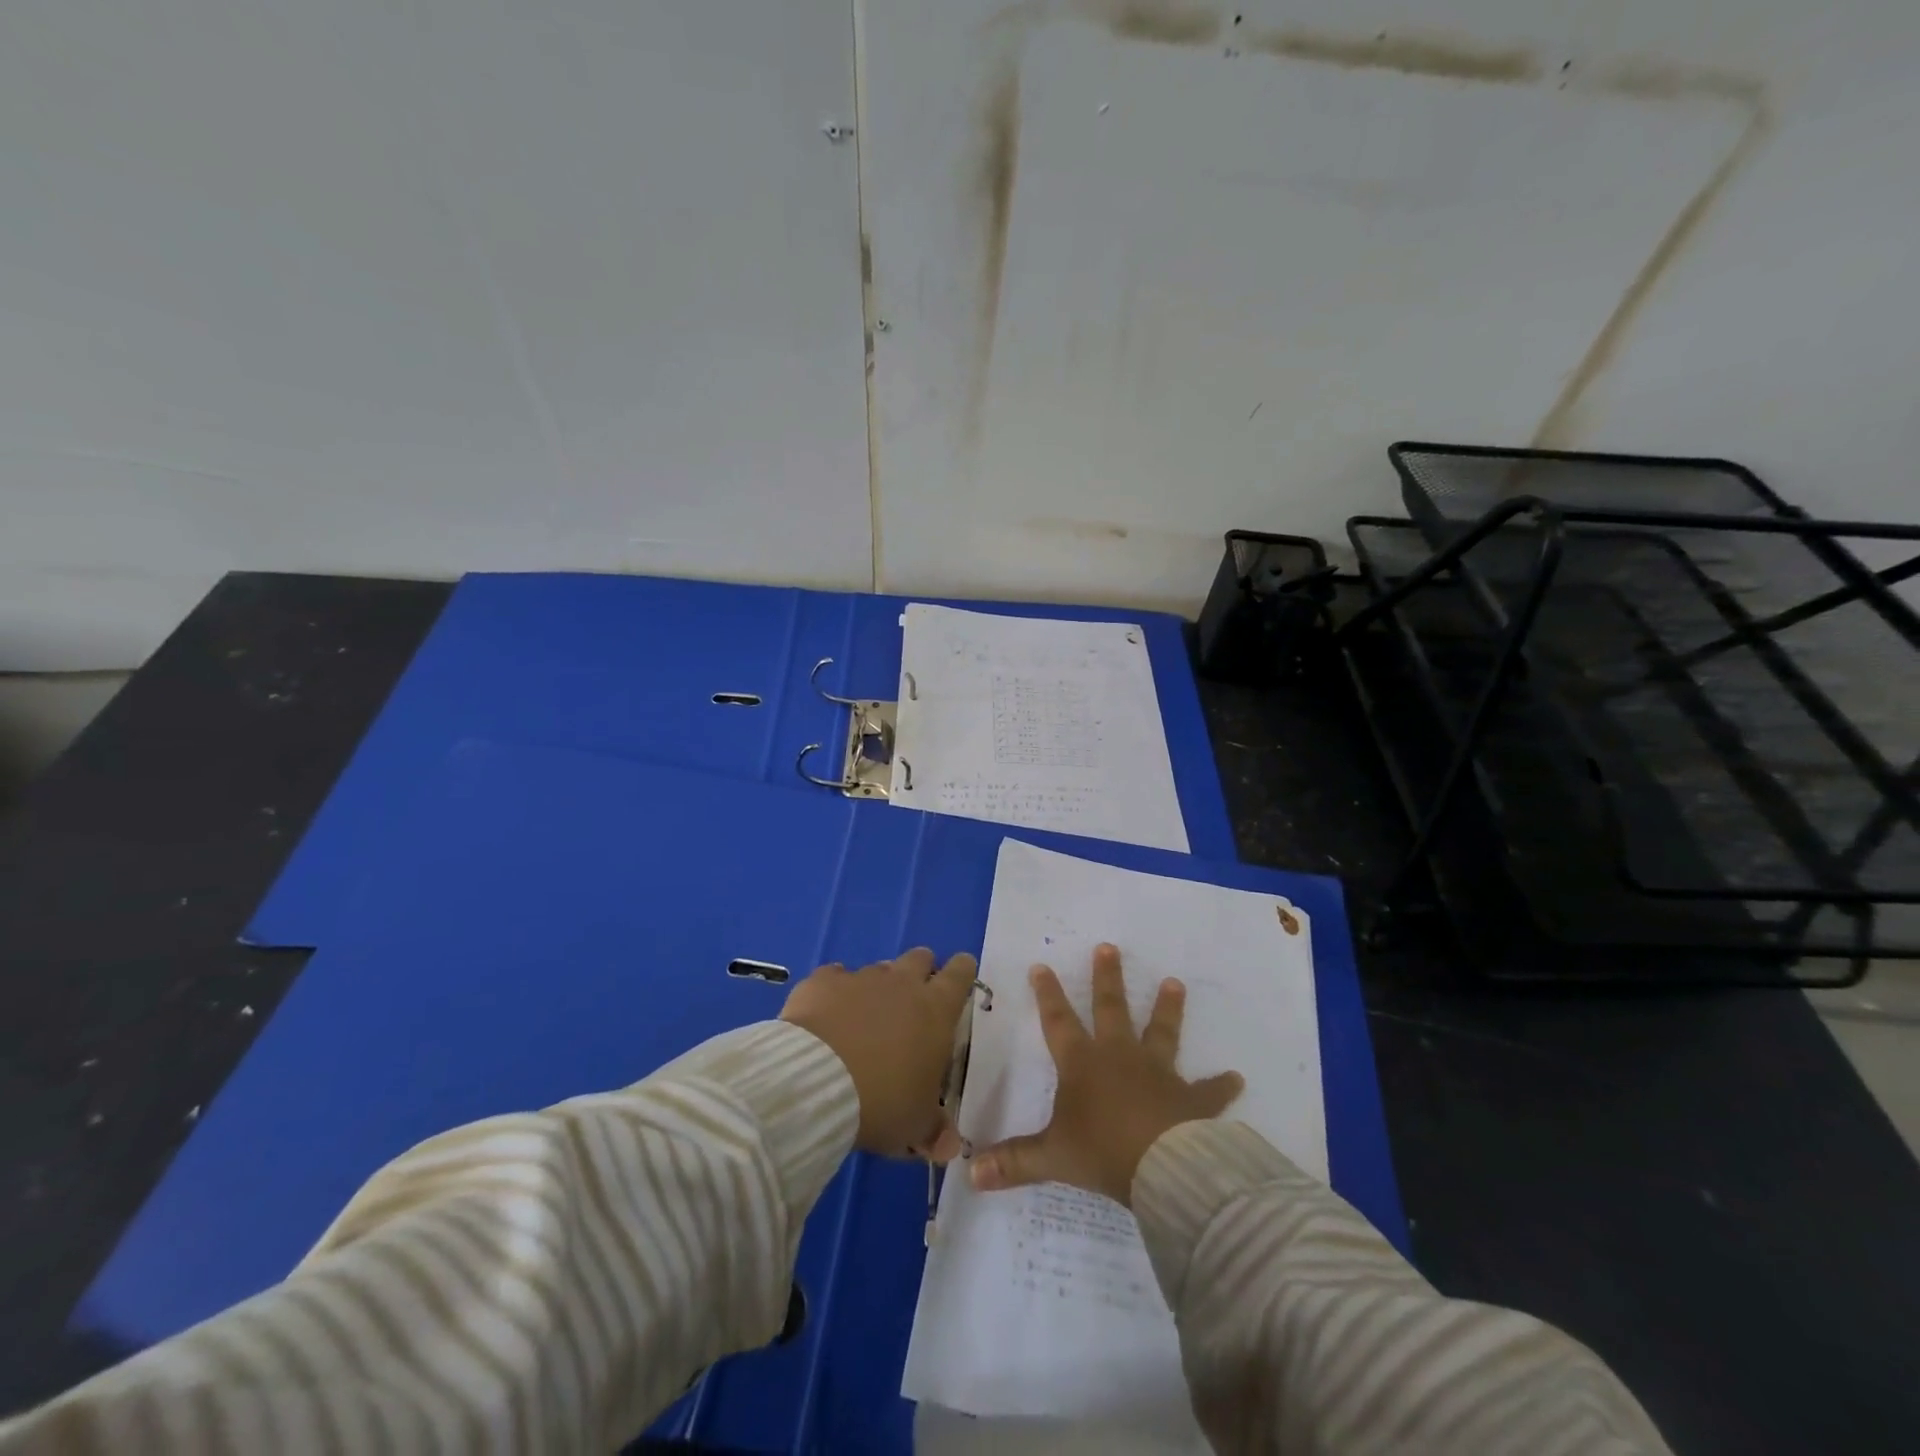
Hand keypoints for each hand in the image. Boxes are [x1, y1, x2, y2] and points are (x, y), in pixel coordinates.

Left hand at [780, 947, 976, 1158]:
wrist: (815, 1082)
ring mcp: (860, 978)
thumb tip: (951, 1147)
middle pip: (920, 959)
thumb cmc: (882, 1102)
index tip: (959, 978)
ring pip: (878, 969)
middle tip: (912, 1001)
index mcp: (936, 1010)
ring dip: (878, 987)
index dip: (961, 973)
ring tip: (866, 1018)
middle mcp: (902, 983)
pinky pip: (834, 977)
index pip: (960, 975)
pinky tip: (827, 1014)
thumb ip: (935, 1130)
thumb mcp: (915, 1125)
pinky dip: (835, 991)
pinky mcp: (822, 981)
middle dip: (920, 973)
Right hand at [970, 944, 1242, 1205]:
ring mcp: (1159, 1073)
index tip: (1041, 965)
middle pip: (1111, 1009)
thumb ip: (1014, 1163)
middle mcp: (1119, 1057)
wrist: (1163, 1167)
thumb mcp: (1052, 1157)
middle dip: (1108, 978)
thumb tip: (969, 1173)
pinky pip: (1209, 1091)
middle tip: (1110, 946)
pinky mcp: (1192, 1099)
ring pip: (1162, 1032)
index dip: (1047, 994)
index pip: (1058, 1021)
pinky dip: (1221, 1086)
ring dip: (1167, 1008)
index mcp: (1083, 1064)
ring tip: (1175, 983)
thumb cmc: (1102, 1152)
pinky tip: (1237, 1079)